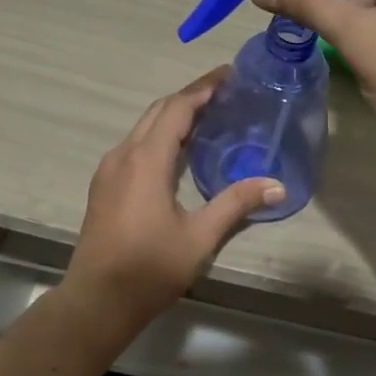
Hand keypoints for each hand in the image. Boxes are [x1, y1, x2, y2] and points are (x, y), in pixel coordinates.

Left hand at [61, 70, 284, 341]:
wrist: (97, 301)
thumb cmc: (149, 268)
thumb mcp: (200, 237)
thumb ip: (236, 204)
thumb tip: (278, 185)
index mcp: (146, 159)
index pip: (177, 108)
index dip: (203, 88)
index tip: (229, 75)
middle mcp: (123, 155)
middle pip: (158, 111)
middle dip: (190, 97)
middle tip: (225, 93)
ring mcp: (109, 170)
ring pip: (144, 128)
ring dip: (174, 116)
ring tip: (208, 117)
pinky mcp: (104, 186)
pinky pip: (135, 146)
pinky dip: (160, 136)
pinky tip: (179, 152)